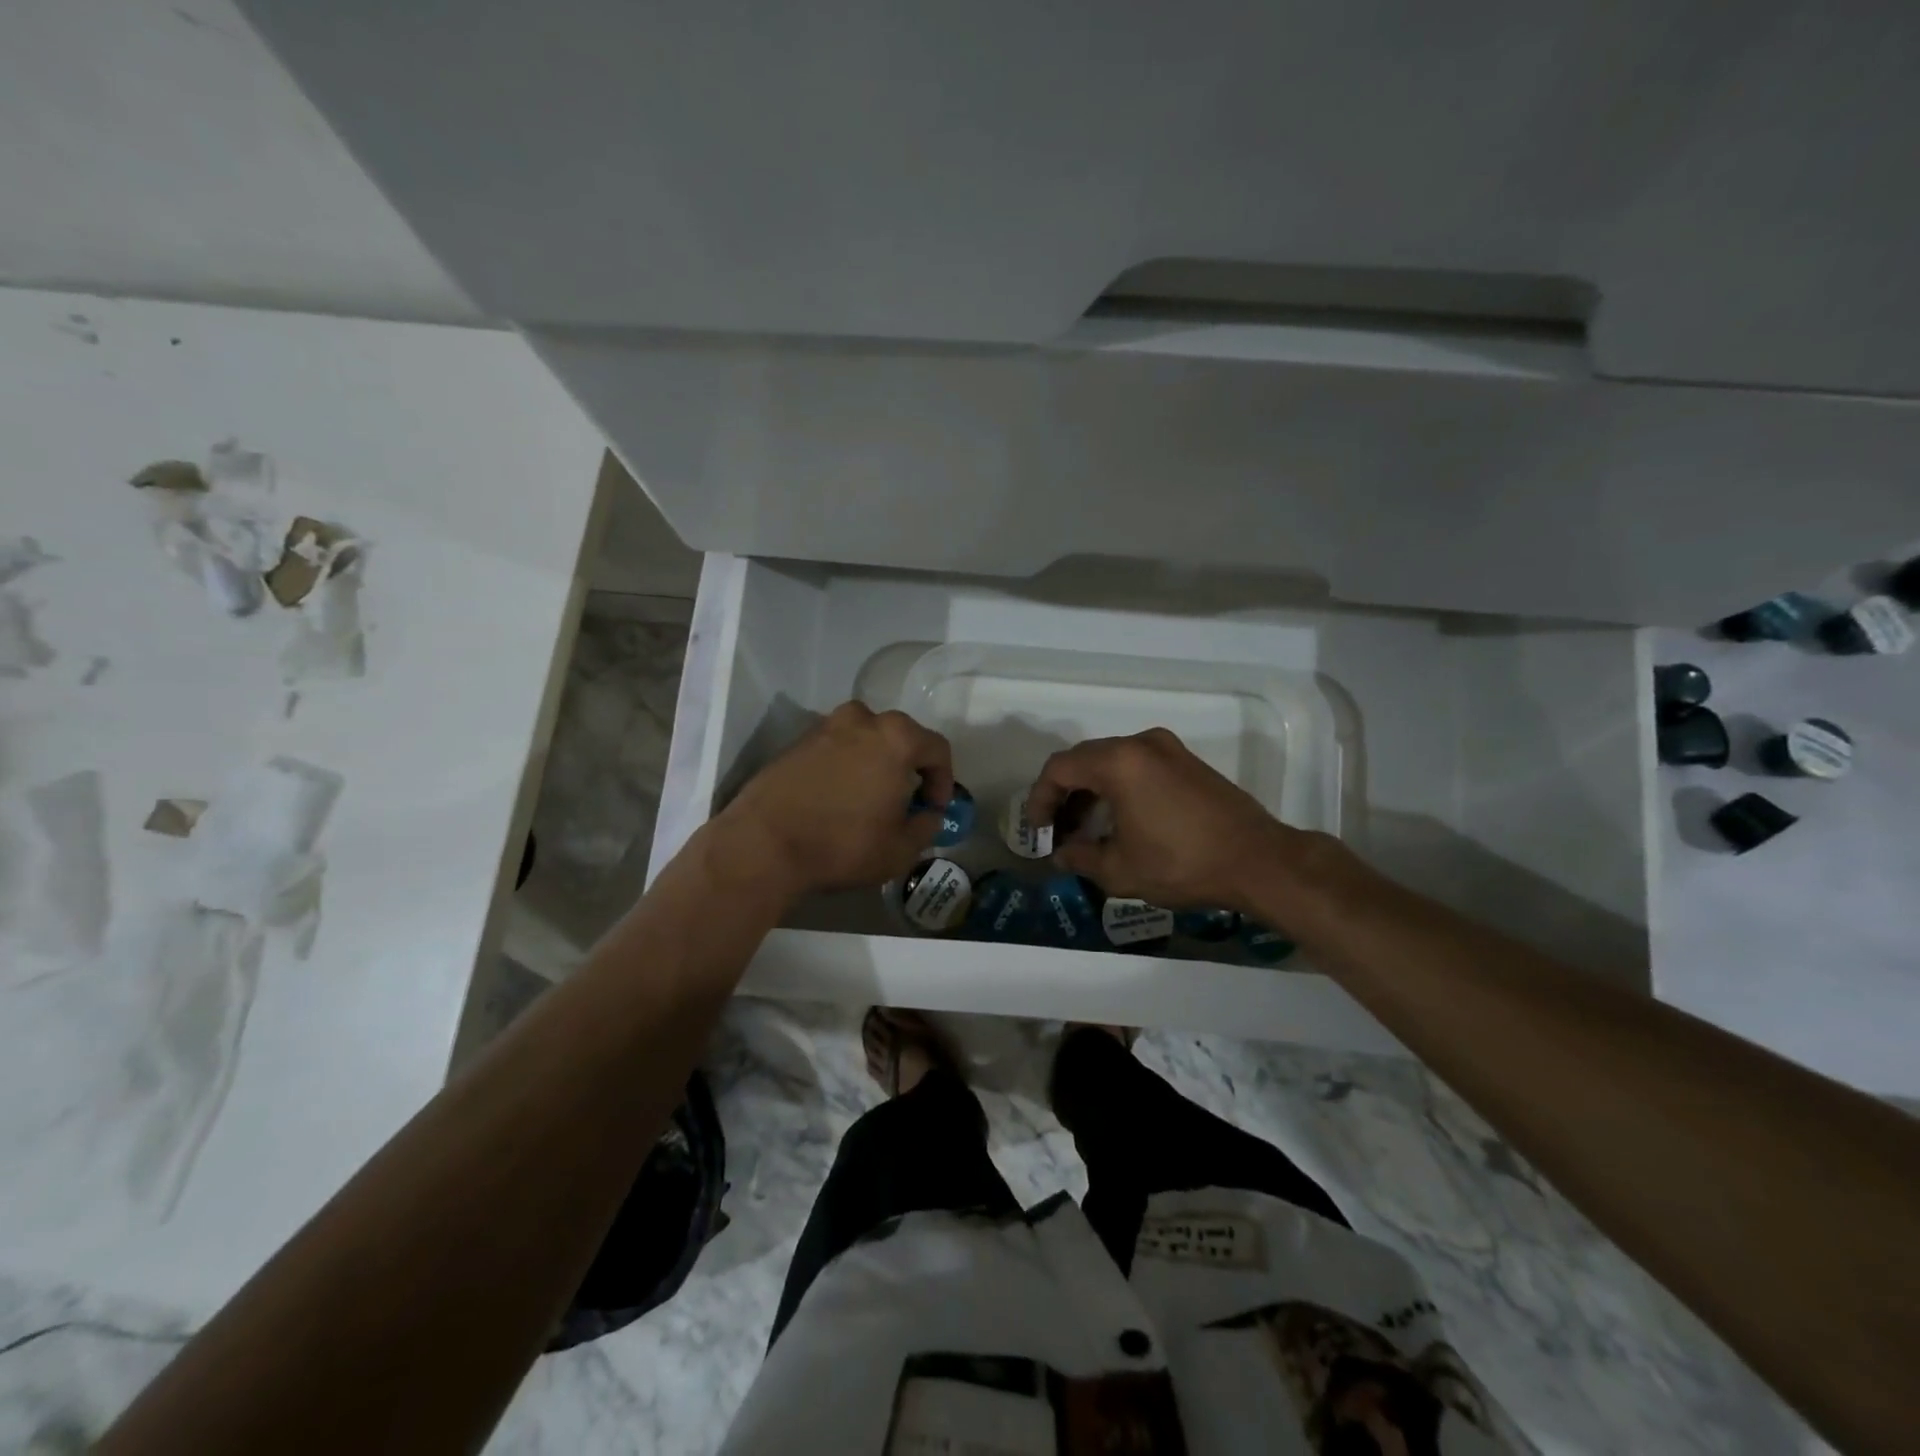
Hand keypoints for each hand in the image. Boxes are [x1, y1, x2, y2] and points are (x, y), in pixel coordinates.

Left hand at [714, 702, 953, 900]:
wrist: (763, 844)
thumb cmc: (842, 844)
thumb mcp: (900, 849)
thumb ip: (926, 826)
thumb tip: (928, 815)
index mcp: (896, 738)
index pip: (937, 749)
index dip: (943, 780)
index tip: (934, 808)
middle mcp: (862, 720)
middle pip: (900, 737)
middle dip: (909, 767)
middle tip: (906, 801)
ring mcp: (825, 727)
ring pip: (865, 739)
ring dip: (875, 763)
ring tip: (870, 798)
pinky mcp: (797, 742)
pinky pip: (836, 748)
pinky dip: (845, 766)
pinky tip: (838, 798)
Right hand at [1026, 727, 1306, 913]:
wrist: (1258, 860)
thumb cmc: (1182, 864)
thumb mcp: (1121, 869)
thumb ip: (1081, 857)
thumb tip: (1062, 854)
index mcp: (1118, 762)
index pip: (1059, 768)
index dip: (1039, 798)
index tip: (1038, 829)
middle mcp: (1141, 744)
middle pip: (1084, 759)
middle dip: (1063, 794)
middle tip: (1057, 830)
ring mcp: (1168, 749)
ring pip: (1111, 761)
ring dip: (1091, 790)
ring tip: (1085, 829)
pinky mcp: (1187, 761)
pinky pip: (1137, 765)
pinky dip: (1118, 786)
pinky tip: (1119, 819)